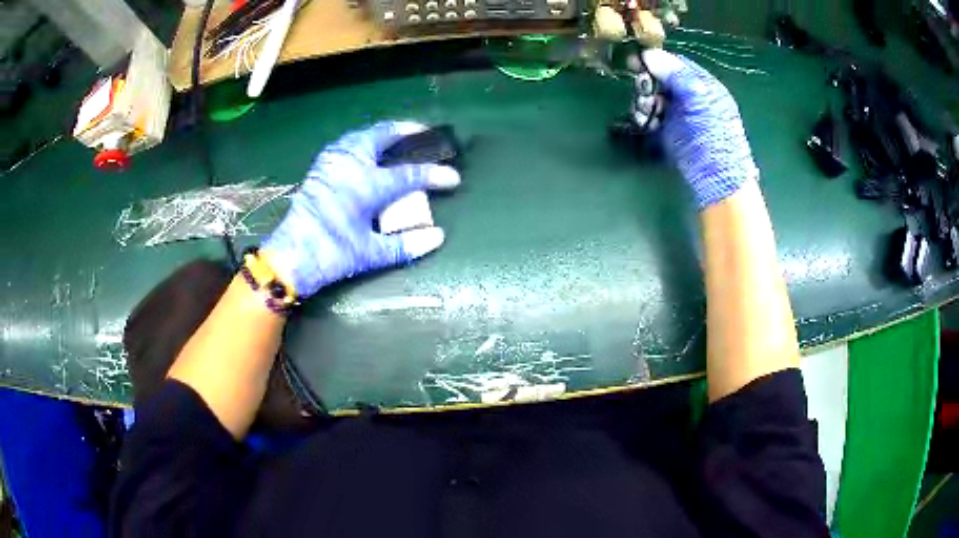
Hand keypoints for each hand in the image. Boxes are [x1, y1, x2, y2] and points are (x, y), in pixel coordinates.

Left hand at [262, 121, 460, 297]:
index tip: (453, 178)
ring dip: (384, 133)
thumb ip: (405, 245)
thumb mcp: (370, 254)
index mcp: (366, 185)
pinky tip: (367, 149)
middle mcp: (350, 165)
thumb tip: (437, 236)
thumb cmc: (331, 254)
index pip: (409, 174)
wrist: (291, 256)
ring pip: (363, 135)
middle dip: (408, 132)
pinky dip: (363, 140)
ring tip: (399, 136)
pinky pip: (347, 143)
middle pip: (383, 136)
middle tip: (426, 132)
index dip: (434, 174)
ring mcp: (332, 162)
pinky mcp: (320, 167)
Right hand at [642, 49, 758, 209]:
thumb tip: (648, 53)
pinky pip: (651, 117)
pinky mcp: (669, 132)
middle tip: (643, 95)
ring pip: (653, 98)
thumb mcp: (699, 101)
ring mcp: (679, 115)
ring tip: (644, 114)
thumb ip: (676, 75)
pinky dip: (644, 118)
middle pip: (661, 80)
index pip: (675, 64)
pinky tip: (644, 123)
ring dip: (644, 103)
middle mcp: (690, 97)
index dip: (656, 61)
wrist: (718, 182)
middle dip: (648, 85)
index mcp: (703, 85)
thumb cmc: (714, 138)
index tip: (636, 63)